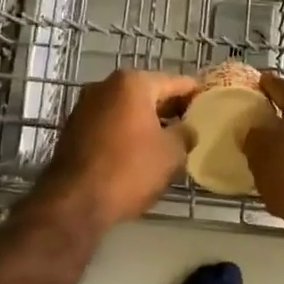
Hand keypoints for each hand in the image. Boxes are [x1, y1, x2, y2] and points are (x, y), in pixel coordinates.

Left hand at [36, 69, 197, 228]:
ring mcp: (86, 105)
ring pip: (127, 107)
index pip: (175, 82)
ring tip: (168, 139)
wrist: (73, 202)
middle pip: (148, 91)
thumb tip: (186, 129)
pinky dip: (126, 130)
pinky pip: (110, 122)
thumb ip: (185, 133)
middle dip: (170, 107)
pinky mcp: (74, 127)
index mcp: (133, 82)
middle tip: (191, 123)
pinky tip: (138, 150)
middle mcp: (106, 85)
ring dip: (146, 120)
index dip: (195, 93)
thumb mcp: (171, 153)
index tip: (209, 103)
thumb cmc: (129, 170)